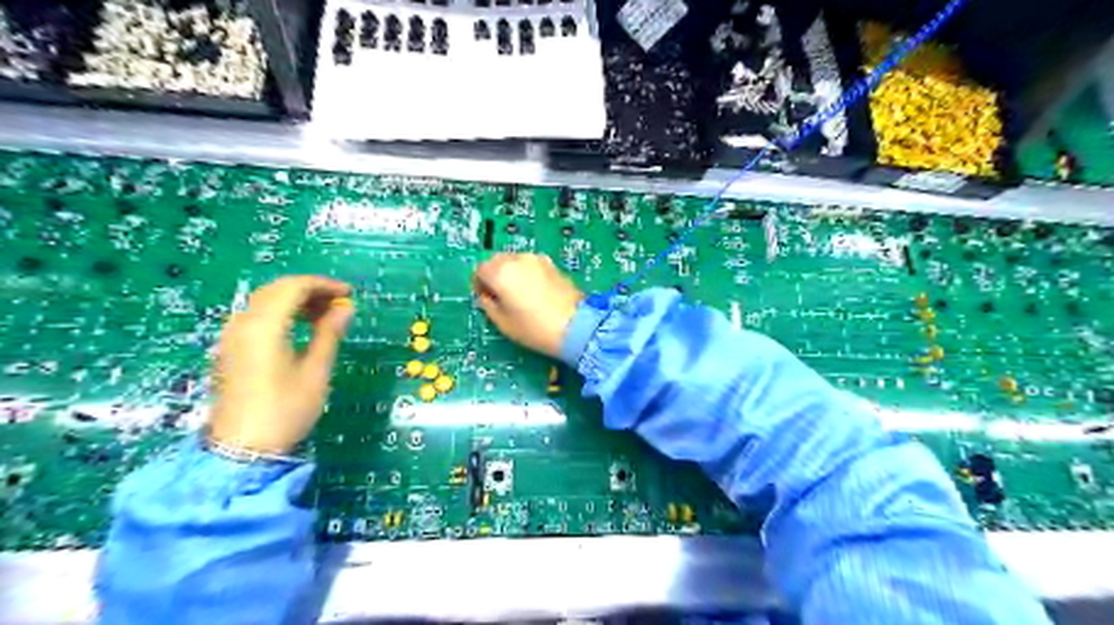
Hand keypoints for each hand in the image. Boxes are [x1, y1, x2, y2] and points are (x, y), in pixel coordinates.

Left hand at [206, 275, 347, 454]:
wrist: (242, 450)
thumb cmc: (285, 410)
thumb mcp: (316, 371)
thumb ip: (329, 333)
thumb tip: (345, 308)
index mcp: (264, 326)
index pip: (293, 287)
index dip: (324, 285)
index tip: (349, 294)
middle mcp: (242, 324)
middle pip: (276, 290)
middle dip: (309, 291)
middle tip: (339, 304)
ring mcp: (231, 336)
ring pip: (264, 302)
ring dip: (295, 301)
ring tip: (324, 316)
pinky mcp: (230, 349)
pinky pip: (256, 317)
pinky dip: (280, 313)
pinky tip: (299, 329)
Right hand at [472, 252, 582, 357]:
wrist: (576, 326)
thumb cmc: (534, 328)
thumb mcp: (503, 323)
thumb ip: (489, 305)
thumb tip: (487, 296)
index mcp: (501, 272)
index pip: (480, 270)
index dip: (479, 284)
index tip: (484, 297)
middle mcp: (517, 259)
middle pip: (497, 261)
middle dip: (494, 275)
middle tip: (499, 295)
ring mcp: (537, 260)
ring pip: (515, 260)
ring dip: (511, 272)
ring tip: (518, 294)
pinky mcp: (553, 265)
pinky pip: (531, 265)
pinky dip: (527, 273)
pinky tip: (534, 291)